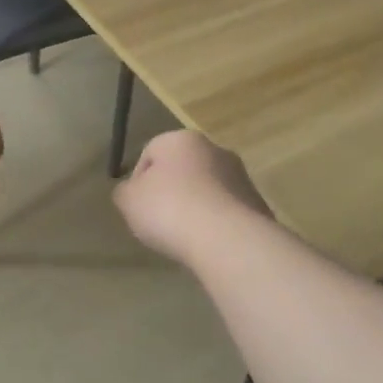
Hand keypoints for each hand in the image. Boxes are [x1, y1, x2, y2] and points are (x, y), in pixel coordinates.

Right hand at [113, 130, 270, 266]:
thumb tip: (131, 191)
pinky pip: (227, 210)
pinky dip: (216, 222)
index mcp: (181, 139)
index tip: (138, 208)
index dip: (139, 181)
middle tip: (160, 221)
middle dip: (171, 191)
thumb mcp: (129, 201)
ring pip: (207, 188)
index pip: (150, 152)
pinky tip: (208, 243)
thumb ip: (125, 191)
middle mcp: (214, 149)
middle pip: (182, 168)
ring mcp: (240, 175)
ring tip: (185, 236)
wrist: (227, 238)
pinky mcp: (257, 202)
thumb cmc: (170, 209)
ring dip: (196, 206)